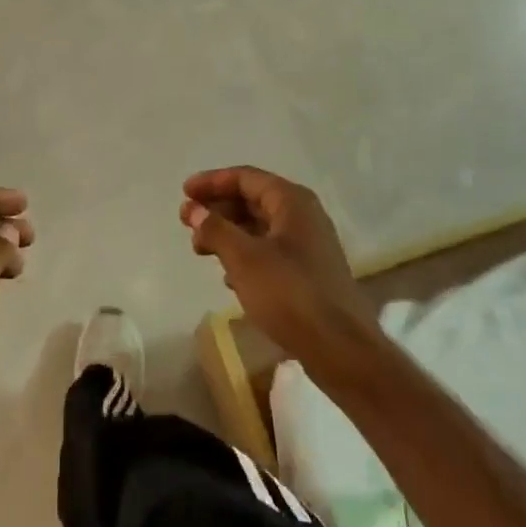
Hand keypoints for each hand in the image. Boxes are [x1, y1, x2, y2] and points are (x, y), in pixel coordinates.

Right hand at [182, 166, 377, 373]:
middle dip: (218, 209)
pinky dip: (245, 255)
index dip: (212, 182)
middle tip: (188, 223)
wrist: (341, 349)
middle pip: (253, 200)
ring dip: (229, 233)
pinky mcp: (310, 273)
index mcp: (292, 201)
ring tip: (201, 250)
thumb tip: (193, 209)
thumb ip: (215, 229)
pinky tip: (228, 276)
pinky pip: (270, 251)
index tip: (184, 192)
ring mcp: (310, 245)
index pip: (245, 177)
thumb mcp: (244, 259)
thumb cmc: (290, 294)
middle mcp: (304, 215)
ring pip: (260, 227)